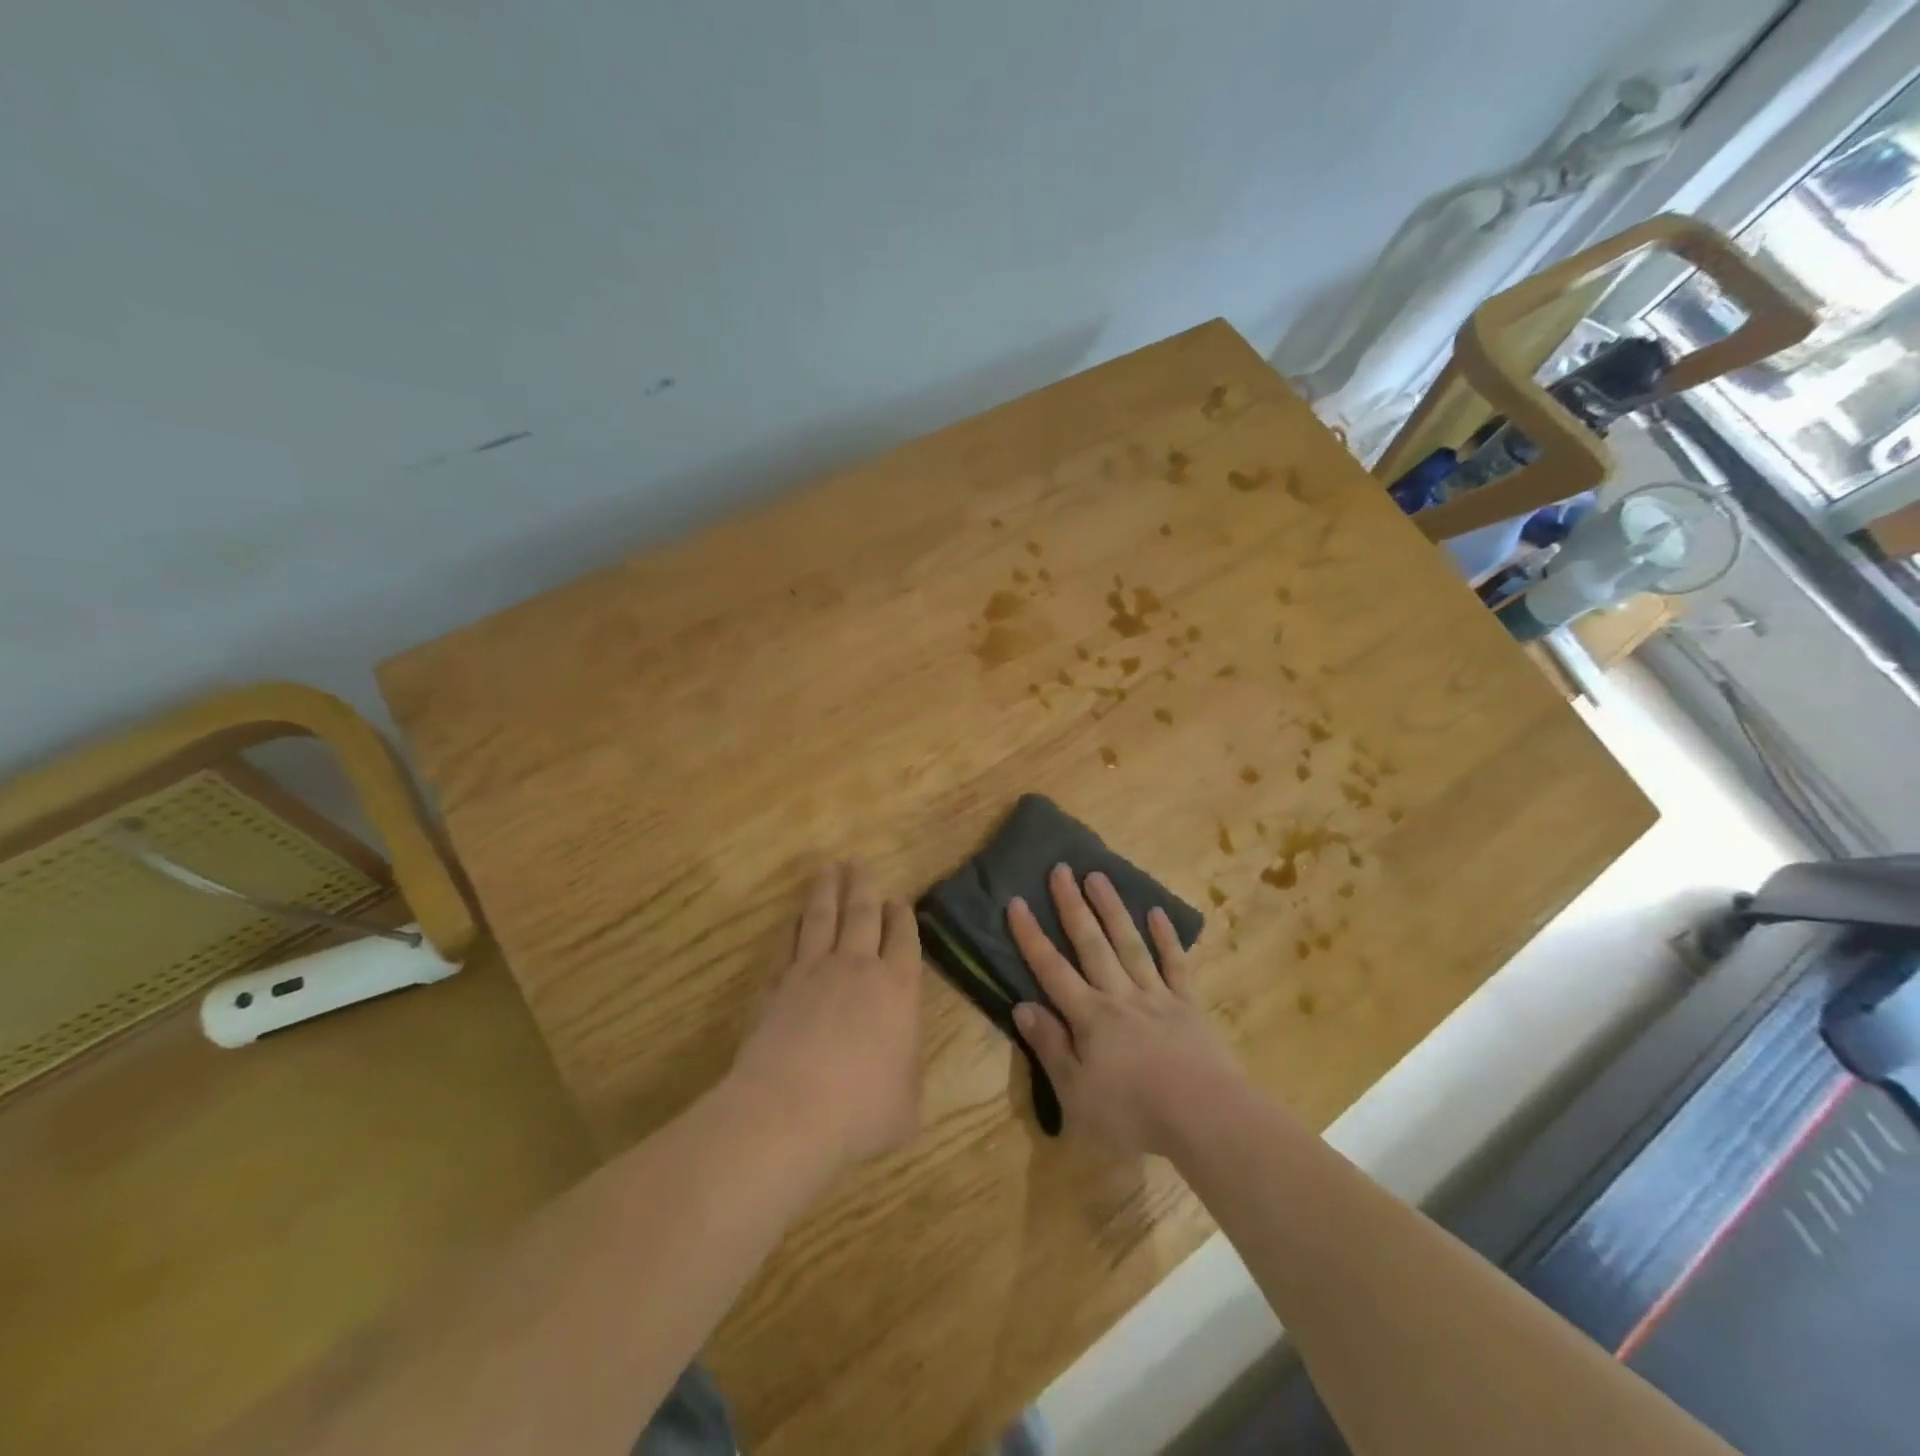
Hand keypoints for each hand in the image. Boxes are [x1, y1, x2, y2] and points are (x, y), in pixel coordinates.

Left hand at [729, 860, 923, 1171]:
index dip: (902, 916)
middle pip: (862, 913)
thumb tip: (900, 1062)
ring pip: (822, 917)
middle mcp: (857, 967)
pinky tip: (793, 920)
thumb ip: (906, 1072)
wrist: (789, 1110)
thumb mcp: (906, 1103)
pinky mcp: (776, 984)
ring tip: (828, 869)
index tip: (897, 900)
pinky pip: (788, 944)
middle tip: (858, 863)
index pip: (903, 938)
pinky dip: (794, 927)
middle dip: (863, 886)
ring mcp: (812, 971)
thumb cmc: (861, 1110)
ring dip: (827, 891)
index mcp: (898, 989)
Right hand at [1008, 865, 1244, 1157]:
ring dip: (1112, 909)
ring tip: (1098, 876)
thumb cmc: (1134, 1115)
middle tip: (1060, 868)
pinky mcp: (1189, 1006)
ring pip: (1129, 944)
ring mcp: (1157, 997)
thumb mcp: (1077, 1095)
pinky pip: (1175, 965)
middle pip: (1091, 944)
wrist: (1206, 1118)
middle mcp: (1119, 996)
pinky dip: (1166, 938)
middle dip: (1072, 906)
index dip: (1031, 936)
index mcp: (1089, 1018)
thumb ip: (1050, 1048)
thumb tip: (1022, 1006)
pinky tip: (1157, 912)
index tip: (1016, 902)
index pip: (1052, 969)